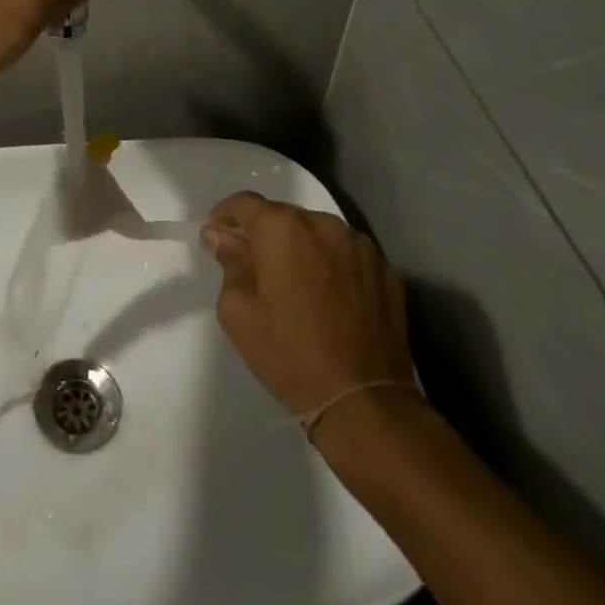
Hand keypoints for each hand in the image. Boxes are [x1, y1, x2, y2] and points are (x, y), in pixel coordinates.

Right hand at [201, 191, 412, 415]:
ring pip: (318, 234)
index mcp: (282, 228)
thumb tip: (220, 236)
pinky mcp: (386, 271)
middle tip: (255, 268)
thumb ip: (229, 263)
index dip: (225, 216)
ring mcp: (360, 246)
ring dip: (302, 248)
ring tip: (296, 284)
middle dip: (265, 235)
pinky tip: (329, 298)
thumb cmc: (288, 354)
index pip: (245, 203)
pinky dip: (333, 265)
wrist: (363, 401)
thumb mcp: (238, 312)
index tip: (217, 237)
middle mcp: (323, 223)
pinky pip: (348, 255)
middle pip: (284, 216)